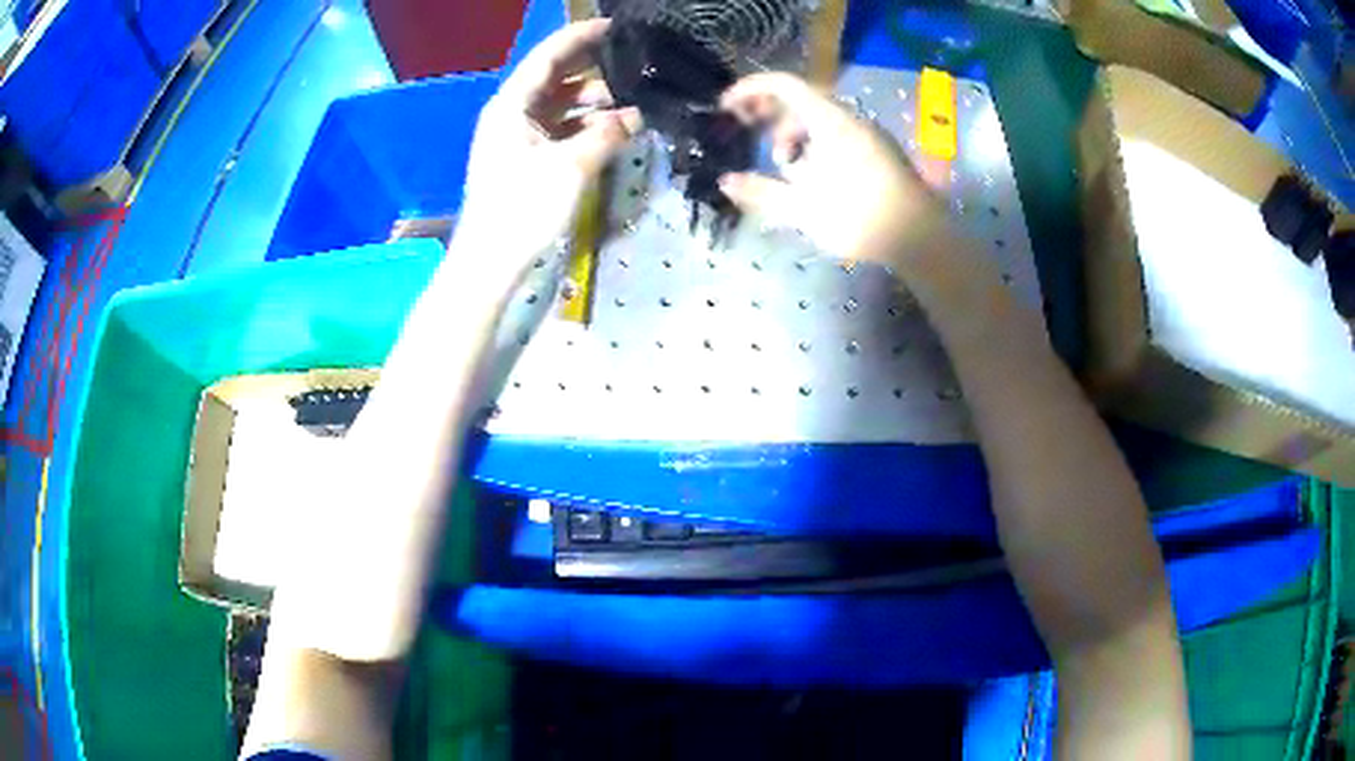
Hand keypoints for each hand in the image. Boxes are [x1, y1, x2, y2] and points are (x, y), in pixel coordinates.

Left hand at [456, 19, 641, 278]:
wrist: (490, 262)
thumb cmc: (523, 209)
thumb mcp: (570, 167)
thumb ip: (607, 134)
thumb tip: (636, 115)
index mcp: (512, 105)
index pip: (549, 57)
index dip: (581, 37)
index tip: (615, 27)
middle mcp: (512, 113)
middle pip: (555, 78)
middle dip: (593, 68)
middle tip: (633, 60)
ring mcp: (517, 136)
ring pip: (560, 104)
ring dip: (594, 100)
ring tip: (633, 96)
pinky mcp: (526, 159)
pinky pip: (559, 129)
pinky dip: (585, 125)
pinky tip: (614, 128)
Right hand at [718, 73, 945, 266]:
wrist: (922, 238)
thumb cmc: (860, 217)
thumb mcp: (803, 208)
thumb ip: (761, 192)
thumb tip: (726, 182)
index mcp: (829, 121)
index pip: (784, 85)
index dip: (751, 89)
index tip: (727, 107)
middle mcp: (850, 119)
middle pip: (802, 101)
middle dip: (771, 116)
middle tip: (750, 136)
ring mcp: (869, 135)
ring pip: (821, 120)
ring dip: (794, 135)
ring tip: (785, 167)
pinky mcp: (881, 153)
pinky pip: (839, 134)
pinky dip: (816, 145)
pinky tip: (815, 178)